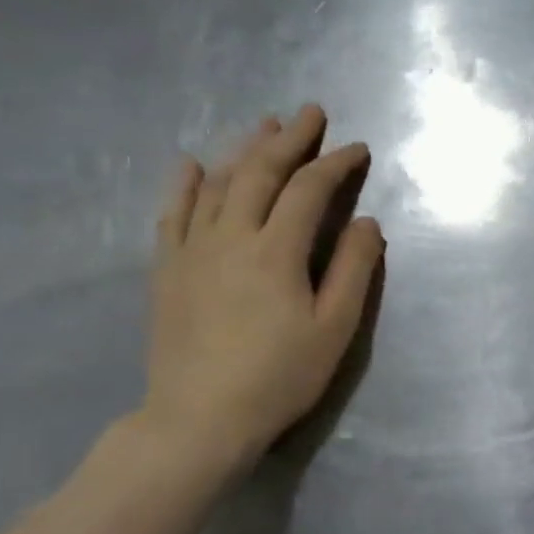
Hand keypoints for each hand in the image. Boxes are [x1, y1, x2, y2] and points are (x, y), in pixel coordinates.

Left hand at [144, 104, 383, 473]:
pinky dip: (185, 184)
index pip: (308, 189)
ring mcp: (192, 251)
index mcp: (276, 251)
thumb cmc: (279, 375)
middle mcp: (230, 237)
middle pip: (260, 173)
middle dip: (290, 139)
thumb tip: (366, 220)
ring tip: (266, 127)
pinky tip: (193, 163)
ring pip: (217, 184)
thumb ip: (354, 268)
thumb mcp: (335, 326)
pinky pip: (172, 214)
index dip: (335, 163)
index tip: (358, 149)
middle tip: (311, 113)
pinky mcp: (167, 270)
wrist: (197, 420)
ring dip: (244, 150)